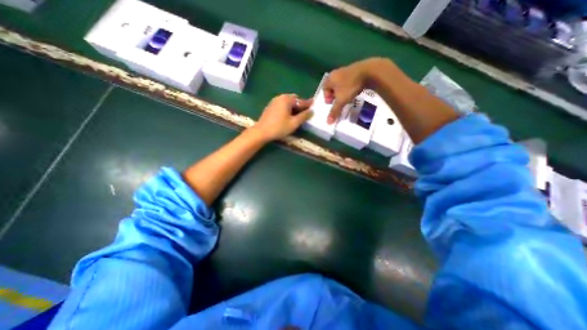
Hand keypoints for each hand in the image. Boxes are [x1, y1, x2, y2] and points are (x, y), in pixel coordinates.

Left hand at [255, 93, 313, 141]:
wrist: (261, 132)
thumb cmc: (279, 127)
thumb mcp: (294, 123)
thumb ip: (304, 116)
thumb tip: (312, 111)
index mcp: (287, 99)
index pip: (300, 101)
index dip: (307, 104)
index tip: (314, 104)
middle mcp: (280, 97)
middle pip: (293, 100)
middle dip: (299, 105)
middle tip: (304, 112)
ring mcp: (274, 101)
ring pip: (287, 103)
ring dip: (293, 107)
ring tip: (297, 115)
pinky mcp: (270, 107)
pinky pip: (282, 105)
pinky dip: (287, 109)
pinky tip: (288, 116)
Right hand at [323, 57, 383, 123]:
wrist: (369, 72)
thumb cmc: (350, 86)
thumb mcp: (341, 101)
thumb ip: (334, 111)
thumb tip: (328, 123)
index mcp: (330, 78)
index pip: (324, 88)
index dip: (326, 97)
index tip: (331, 103)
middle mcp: (336, 73)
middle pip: (332, 86)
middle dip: (334, 96)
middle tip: (338, 102)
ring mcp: (346, 70)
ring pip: (340, 84)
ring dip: (342, 92)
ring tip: (346, 99)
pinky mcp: (355, 70)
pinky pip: (348, 81)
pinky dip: (349, 88)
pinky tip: (354, 92)